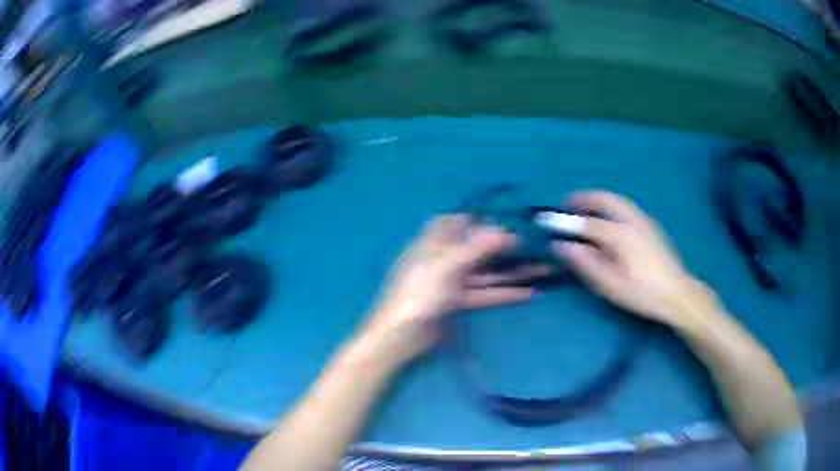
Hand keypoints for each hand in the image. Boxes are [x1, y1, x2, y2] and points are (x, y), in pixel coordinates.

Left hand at [365, 215, 537, 360]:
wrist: (402, 336)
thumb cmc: (419, 293)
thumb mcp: (446, 265)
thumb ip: (476, 247)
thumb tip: (504, 229)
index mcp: (434, 242)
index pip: (460, 222)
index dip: (484, 220)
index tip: (510, 222)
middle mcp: (445, 257)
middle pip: (480, 247)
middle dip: (507, 247)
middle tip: (538, 246)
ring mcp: (453, 281)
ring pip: (487, 271)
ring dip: (512, 271)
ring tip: (544, 268)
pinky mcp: (460, 302)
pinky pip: (486, 293)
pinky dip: (506, 293)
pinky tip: (531, 292)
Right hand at [555, 191, 705, 328]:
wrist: (677, 294)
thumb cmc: (642, 293)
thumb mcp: (610, 285)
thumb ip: (586, 263)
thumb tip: (562, 246)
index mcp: (619, 235)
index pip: (586, 223)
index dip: (566, 222)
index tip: (548, 220)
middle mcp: (631, 220)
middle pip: (604, 199)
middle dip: (585, 198)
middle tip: (569, 203)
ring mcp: (644, 221)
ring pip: (618, 200)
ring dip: (599, 199)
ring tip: (587, 207)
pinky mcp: (652, 226)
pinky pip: (627, 206)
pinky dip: (612, 204)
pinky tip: (611, 217)